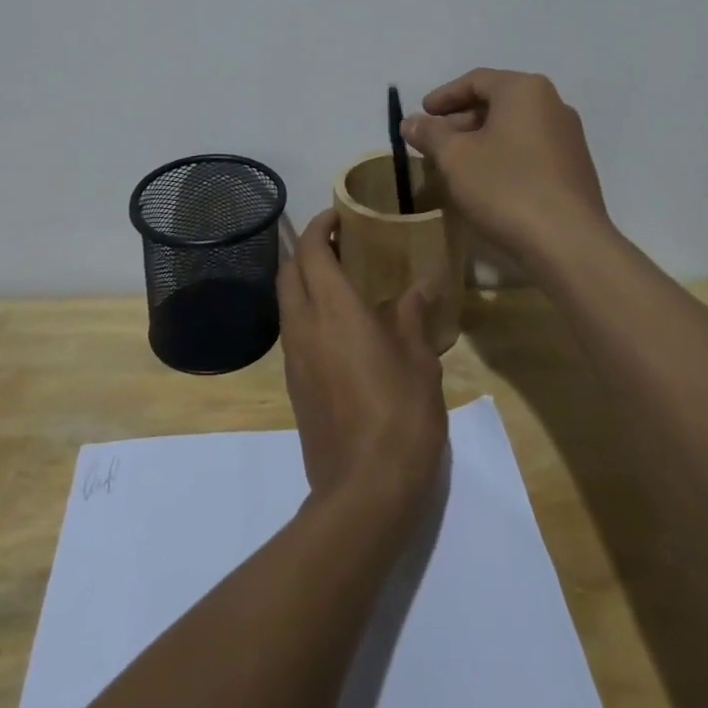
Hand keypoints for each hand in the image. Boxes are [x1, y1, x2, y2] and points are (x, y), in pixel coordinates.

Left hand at [277, 210, 446, 519]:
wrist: (364, 492)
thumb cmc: (401, 416)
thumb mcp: (419, 361)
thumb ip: (413, 317)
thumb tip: (420, 285)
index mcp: (334, 312)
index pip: (313, 253)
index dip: (320, 228)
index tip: (338, 215)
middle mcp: (305, 327)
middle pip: (289, 272)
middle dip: (307, 249)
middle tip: (341, 243)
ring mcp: (294, 358)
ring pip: (286, 302)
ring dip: (304, 280)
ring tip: (343, 279)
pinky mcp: (295, 385)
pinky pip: (293, 331)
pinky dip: (307, 311)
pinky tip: (341, 324)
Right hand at [400, 69, 610, 262]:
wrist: (568, 242)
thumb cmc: (505, 187)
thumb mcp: (455, 158)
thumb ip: (430, 134)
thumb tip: (411, 121)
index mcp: (524, 90)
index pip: (475, 80)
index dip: (443, 96)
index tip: (421, 114)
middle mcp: (552, 104)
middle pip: (497, 102)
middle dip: (461, 120)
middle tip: (433, 141)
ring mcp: (568, 137)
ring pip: (514, 127)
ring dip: (481, 140)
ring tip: (455, 163)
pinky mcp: (574, 167)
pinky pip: (530, 149)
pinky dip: (503, 155)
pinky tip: (486, 181)